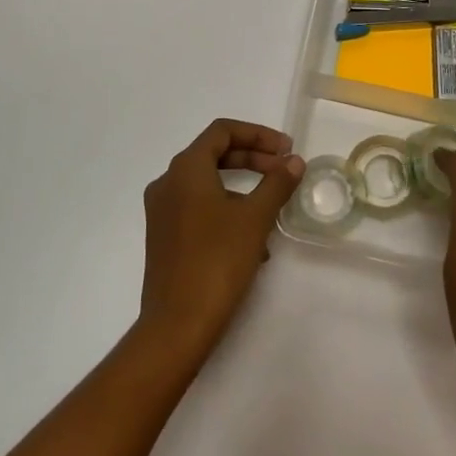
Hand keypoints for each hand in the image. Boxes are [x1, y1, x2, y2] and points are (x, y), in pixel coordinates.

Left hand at [138, 119, 304, 362]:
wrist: (177, 324)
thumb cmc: (217, 261)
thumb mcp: (255, 218)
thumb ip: (276, 183)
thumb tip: (294, 161)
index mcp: (185, 169)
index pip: (222, 131)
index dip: (258, 134)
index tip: (286, 150)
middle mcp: (168, 182)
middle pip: (214, 155)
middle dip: (252, 160)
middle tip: (284, 172)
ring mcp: (162, 211)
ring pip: (207, 184)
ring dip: (243, 189)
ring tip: (273, 211)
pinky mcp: (163, 237)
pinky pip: (199, 208)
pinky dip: (226, 211)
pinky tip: (252, 242)